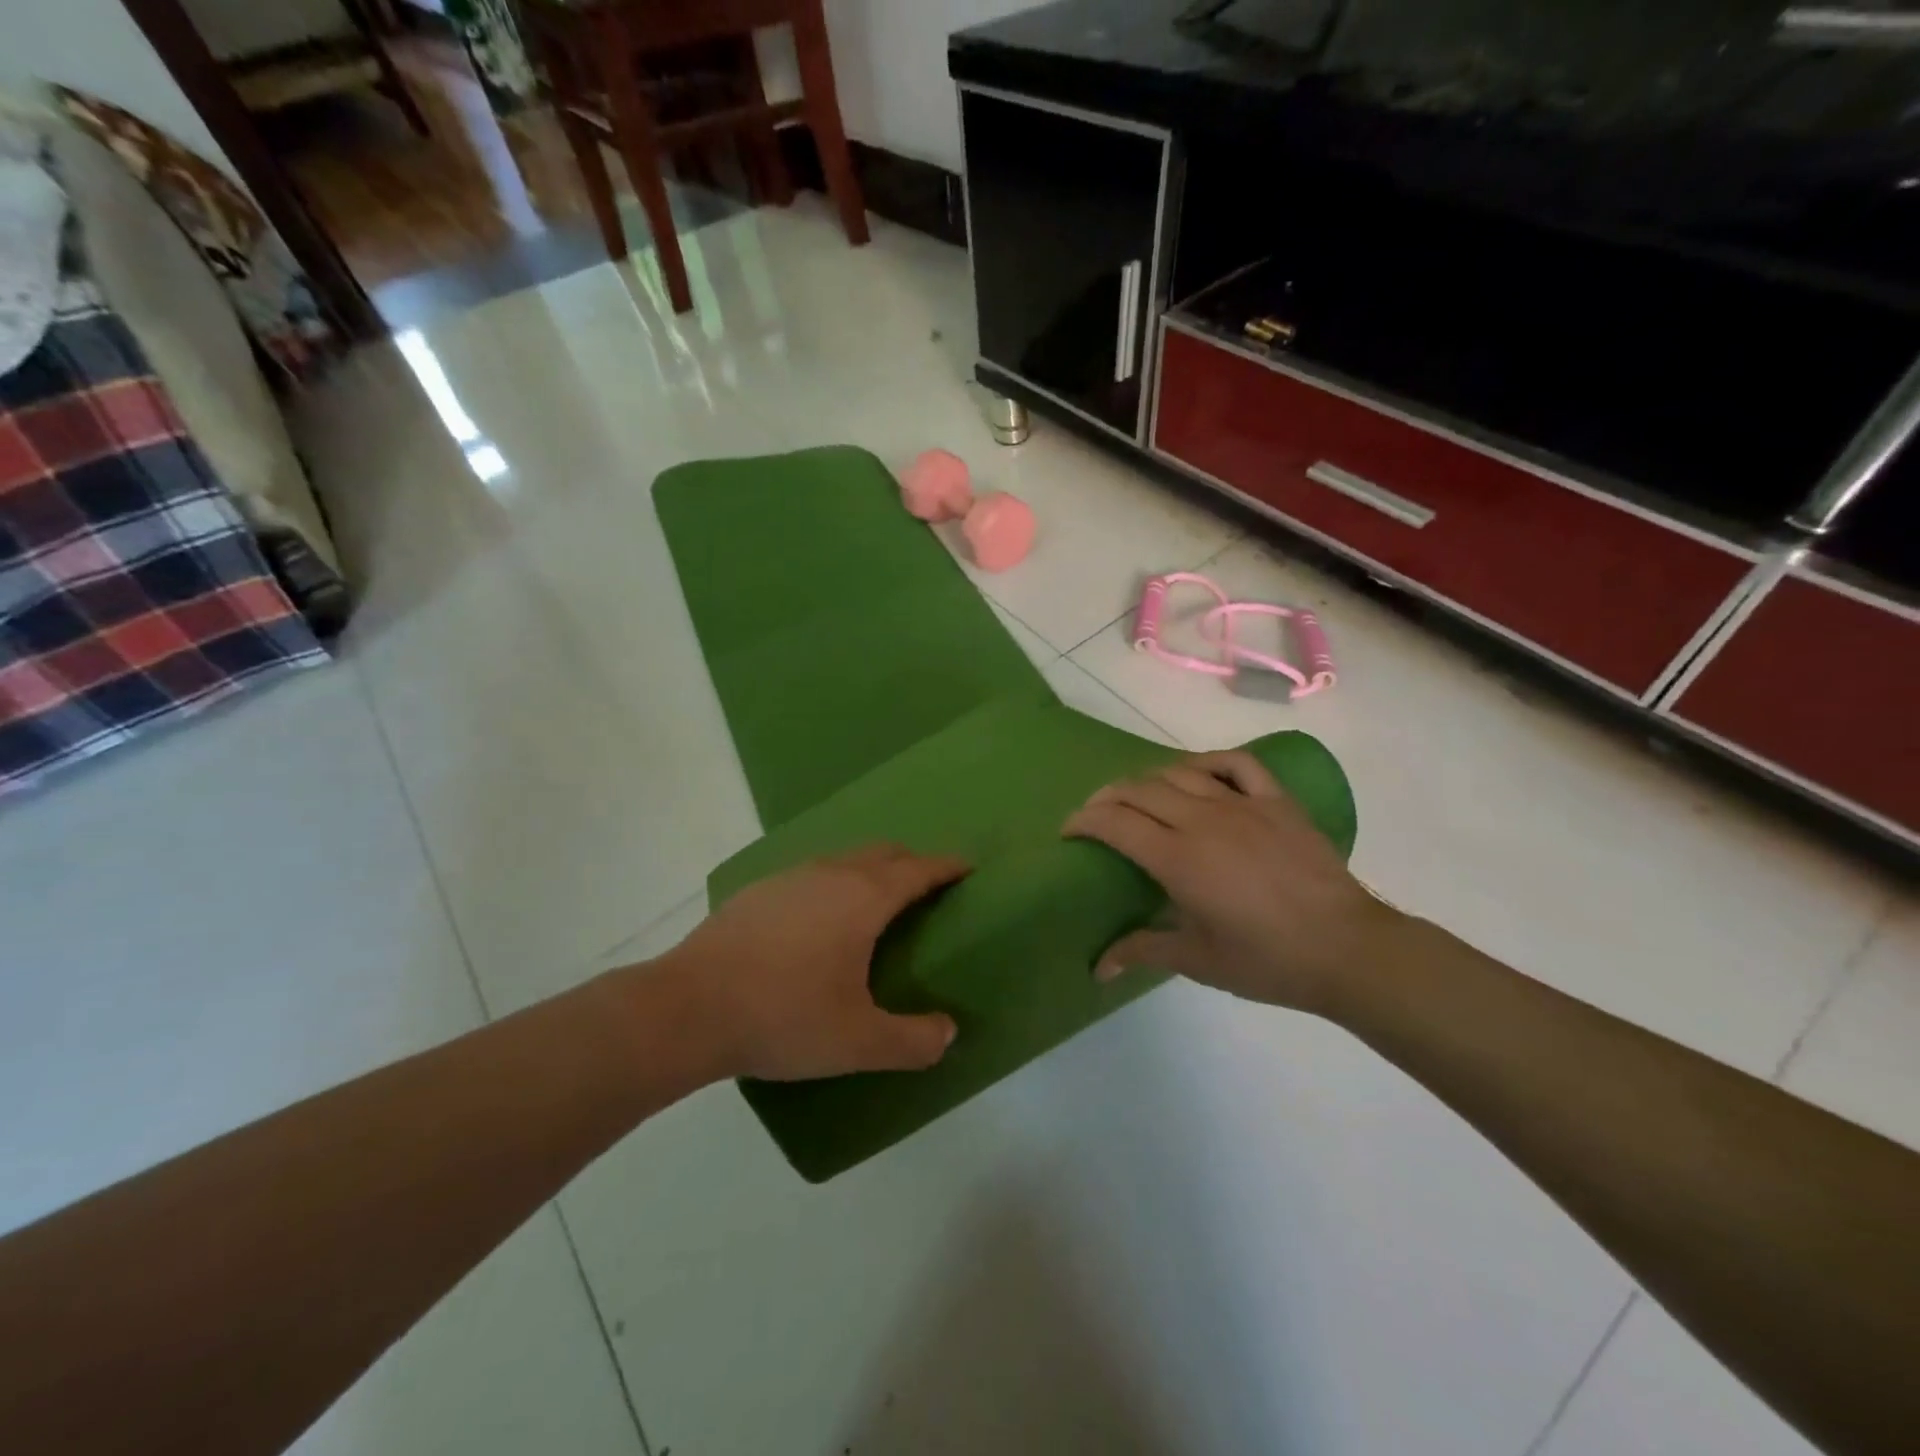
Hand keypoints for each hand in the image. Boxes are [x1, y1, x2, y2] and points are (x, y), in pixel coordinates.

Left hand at [662, 846, 968, 1080]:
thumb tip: (947, 1033)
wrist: (687, 1008)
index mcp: (864, 898)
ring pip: (843, 860)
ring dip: (869, 871)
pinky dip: (832, 885)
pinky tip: (817, 921)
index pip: (918, 869)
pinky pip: (811, 876)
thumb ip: (912, 1040)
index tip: (966, 866)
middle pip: (883, 852)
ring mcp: (789, 878)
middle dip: (911, 863)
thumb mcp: (857, 1042)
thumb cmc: (784, 1016)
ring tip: (875, 904)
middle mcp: (830, 874)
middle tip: (926, 886)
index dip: (946, 866)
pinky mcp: (756, 892)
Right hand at [1064, 752, 1399, 1014]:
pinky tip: (1199, 775)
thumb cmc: (1266, 960)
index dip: (1083, 821)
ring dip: (1149, 781)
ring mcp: (1242, 804)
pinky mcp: (1276, 801)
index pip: (1114, 823)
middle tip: (1096, 816)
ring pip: (1180, 772)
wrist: (1347, 949)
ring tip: (1140, 798)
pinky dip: (1208, 763)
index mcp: (1178, 858)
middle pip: (1138, 790)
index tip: (1069, 832)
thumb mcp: (1198, 960)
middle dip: (1106, 798)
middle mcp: (1203, 820)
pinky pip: (1236, 764)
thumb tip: (1097, 968)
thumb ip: (1142, 951)